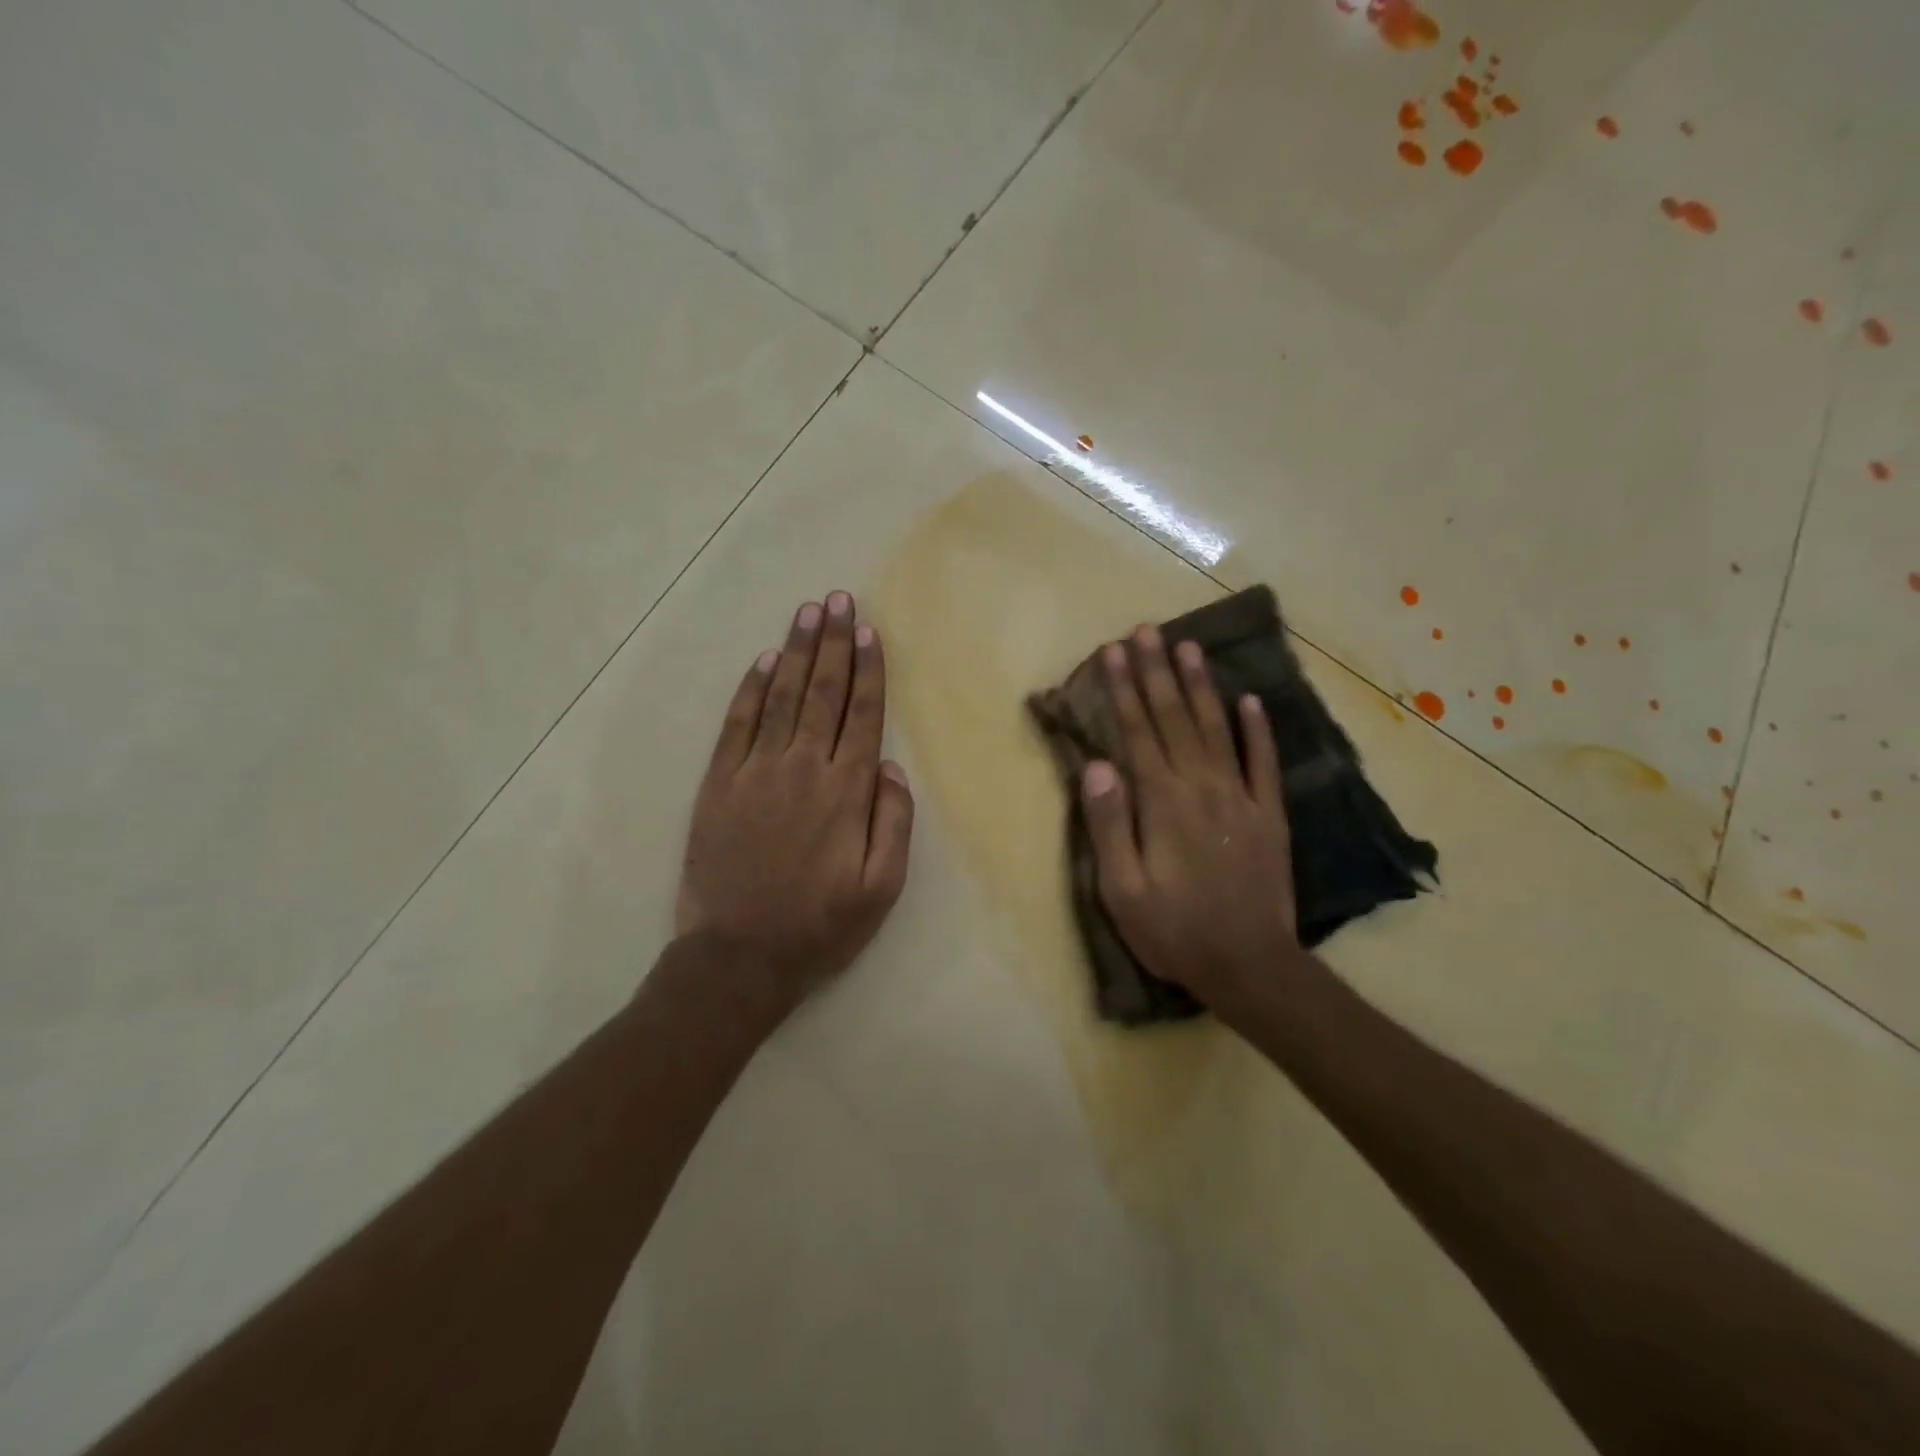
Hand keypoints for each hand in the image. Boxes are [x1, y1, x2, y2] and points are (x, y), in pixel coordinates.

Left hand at [675, 591, 913, 1019]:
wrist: (739, 956)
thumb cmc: (820, 925)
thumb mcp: (881, 888)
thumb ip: (894, 822)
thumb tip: (891, 765)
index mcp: (846, 792)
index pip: (861, 716)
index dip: (868, 670)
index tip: (870, 631)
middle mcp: (802, 769)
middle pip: (823, 693)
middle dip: (834, 643)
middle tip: (838, 600)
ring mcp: (755, 772)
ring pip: (782, 697)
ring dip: (796, 652)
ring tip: (808, 613)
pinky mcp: (719, 784)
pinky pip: (737, 725)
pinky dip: (751, 690)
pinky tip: (764, 662)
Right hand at [1080, 624, 1297, 1015]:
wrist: (1249, 966)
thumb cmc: (1173, 930)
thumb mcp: (1121, 889)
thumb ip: (1108, 823)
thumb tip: (1096, 764)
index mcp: (1161, 802)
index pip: (1137, 732)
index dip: (1123, 689)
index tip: (1113, 652)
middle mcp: (1201, 786)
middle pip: (1174, 718)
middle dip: (1157, 671)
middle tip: (1146, 630)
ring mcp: (1241, 797)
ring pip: (1216, 728)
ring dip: (1200, 685)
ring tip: (1188, 646)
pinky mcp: (1269, 815)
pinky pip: (1263, 761)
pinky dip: (1257, 728)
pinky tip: (1250, 699)